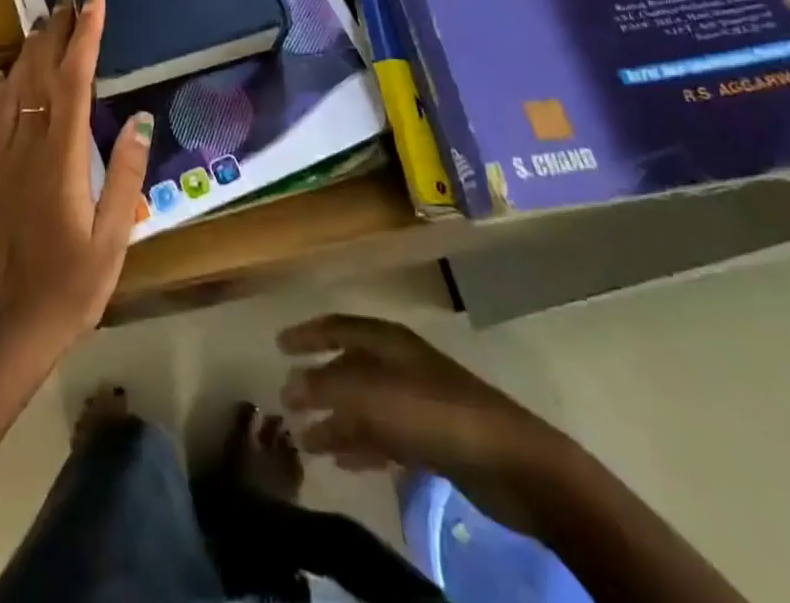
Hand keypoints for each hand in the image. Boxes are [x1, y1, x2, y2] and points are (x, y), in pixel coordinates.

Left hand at [0, 0, 152, 369]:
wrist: (2, 333)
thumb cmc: (68, 289)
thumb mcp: (113, 238)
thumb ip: (126, 175)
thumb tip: (138, 118)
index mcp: (62, 157)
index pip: (75, 80)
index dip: (86, 36)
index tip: (94, 2)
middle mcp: (26, 146)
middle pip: (40, 74)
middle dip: (56, 33)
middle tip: (68, 0)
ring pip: (11, 90)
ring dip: (27, 53)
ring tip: (42, 24)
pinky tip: (2, 78)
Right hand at [280, 314, 572, 525]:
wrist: (511, 462)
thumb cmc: (435, 413)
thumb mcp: (374, 394)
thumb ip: (328, 386)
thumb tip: (289, 383)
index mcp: (388, 340)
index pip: (338, 327)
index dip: (308, 334)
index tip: (278, 344)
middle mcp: (399, 363)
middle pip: (350, 367)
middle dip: (318, 383)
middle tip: (287, 400)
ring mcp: (417, 401)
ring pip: (364, 406)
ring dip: (335, 420)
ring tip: (305, 440)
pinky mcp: (431, 438)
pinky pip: (384, 436)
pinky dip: (360, 444)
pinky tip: (341, 461)